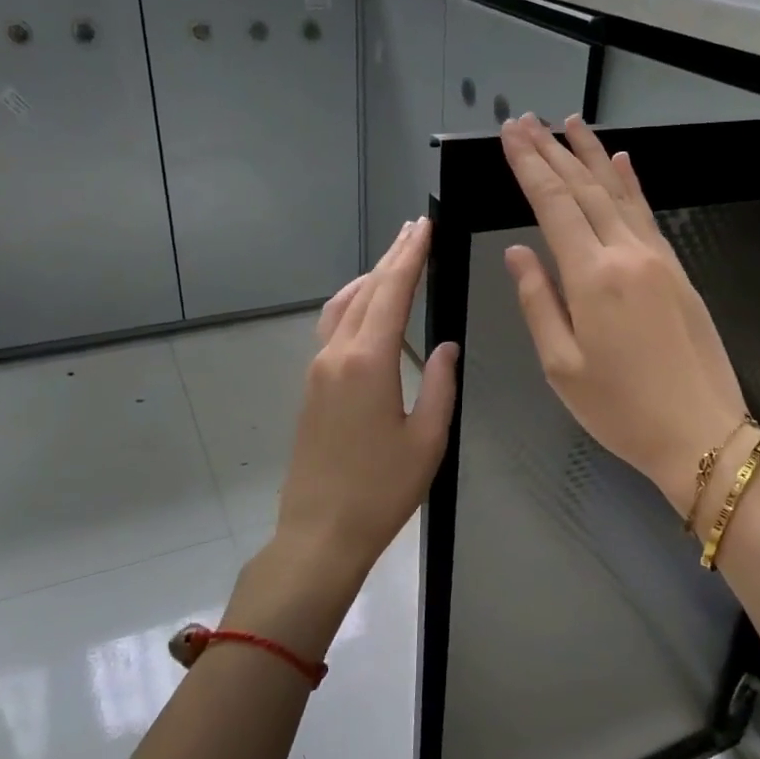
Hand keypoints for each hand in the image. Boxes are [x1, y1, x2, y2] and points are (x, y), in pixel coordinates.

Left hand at [227, 219, 458, 657]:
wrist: (320, 531)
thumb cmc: (382, 490)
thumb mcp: (428, 439)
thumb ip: (442, 385)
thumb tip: (448, 347)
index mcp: (368, 362)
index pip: (392, 292)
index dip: (410, 256)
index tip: (424, 226)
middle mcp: (337, 355)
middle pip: (366, 292)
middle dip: (392, 257)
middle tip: (413, 229)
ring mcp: (317, 370)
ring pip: (343, 306)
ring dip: (369, 278)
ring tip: (393, 259)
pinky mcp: (311, 387)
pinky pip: (331, 328)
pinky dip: (352, 304)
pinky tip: (364, 306)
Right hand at [499, 114, 748, 517]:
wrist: (701, 432)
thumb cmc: (621, 409)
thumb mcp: (562, 367)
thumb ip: (538, 303)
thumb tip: (518, 253)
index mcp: (592, 278)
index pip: (554, 205)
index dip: (529, 166)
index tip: (510, 135)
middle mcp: (627, 254)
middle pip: (585, 189)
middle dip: (553, 151)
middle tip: (528, 120)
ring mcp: (659, 259)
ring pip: (619, 194)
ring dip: (592, 156)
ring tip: (570, 123)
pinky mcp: (678, 271)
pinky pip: (648, 215)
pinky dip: (631, 185)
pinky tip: (622, 163)